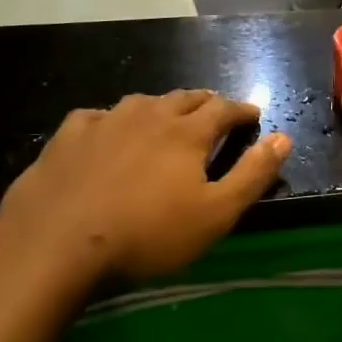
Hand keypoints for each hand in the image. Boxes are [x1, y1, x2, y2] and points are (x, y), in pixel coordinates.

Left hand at [0, 90, 288, 280]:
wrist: (57, 242)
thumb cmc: (148, 233)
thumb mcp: (215, 214)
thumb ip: (253, 174)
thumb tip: (284, 137)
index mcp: (187, 132)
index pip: (224, 109)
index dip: (242, 110)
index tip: (253, 114)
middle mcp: (149, 115)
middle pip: (185, 98)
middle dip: (206, 102)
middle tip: (216, 110)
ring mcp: (105, 121)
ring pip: (143, 102)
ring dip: (163, 106)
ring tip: (168, 116)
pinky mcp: (69, 136)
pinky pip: (98, 116)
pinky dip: (113, 120)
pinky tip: (108, 130)